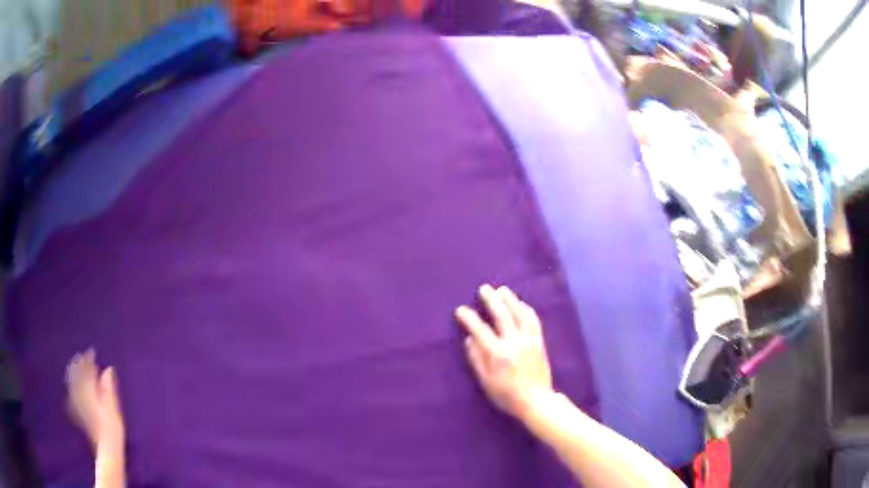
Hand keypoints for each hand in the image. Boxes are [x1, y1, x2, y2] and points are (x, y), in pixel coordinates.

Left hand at [66, 349, 124, 452]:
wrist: (107, 449)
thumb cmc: (112, 429)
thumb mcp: (113, 408)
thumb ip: (108, 388)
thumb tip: (108, 369)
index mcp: (89, 391)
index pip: (87, 370)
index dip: (89, 359)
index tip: (91, 351)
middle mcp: (81, 394)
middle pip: (77, 374)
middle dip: (79, 364)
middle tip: (82, 355)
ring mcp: (78, 403)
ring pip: (73, 382)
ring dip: (74, 372)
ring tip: (75, 365)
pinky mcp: (78, 412)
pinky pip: (72, 393)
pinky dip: (72, 385)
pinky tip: (71, 385)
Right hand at [455, 285, 553, 420]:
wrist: (536, 400)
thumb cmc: (506, 395)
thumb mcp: (486, 382)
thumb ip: (476, 359)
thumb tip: (469, 339)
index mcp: (498, 354)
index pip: (480, 331)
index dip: (469, 319)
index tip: (461, 310)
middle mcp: (514, 343)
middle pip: (502, 316)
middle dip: (491, 300)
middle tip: (484, 288)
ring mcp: (529, 340)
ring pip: (520, 314)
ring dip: (510, 300)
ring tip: (502, 289)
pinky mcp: (539, 342)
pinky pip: (533, 321)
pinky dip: (527, 310)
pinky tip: (521, 304)